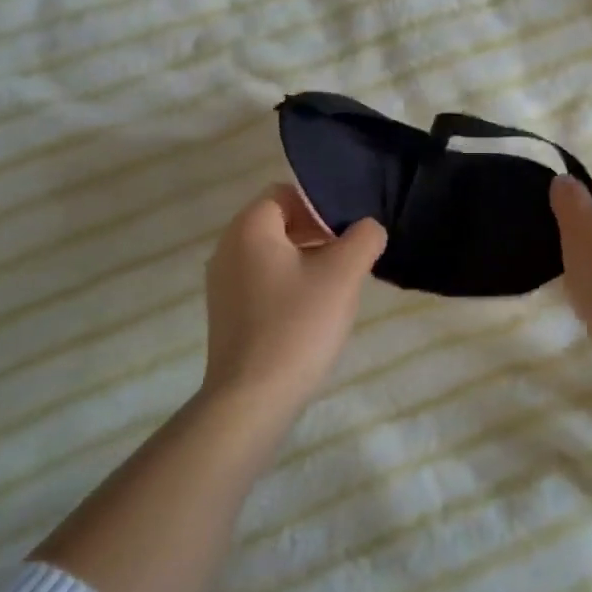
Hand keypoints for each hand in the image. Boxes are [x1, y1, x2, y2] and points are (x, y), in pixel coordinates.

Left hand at [201, 184, 387, 415]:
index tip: (347, 235)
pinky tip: (310, 314)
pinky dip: (287, 285)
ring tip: (334, 288)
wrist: (252, 399)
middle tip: (347, 260)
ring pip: (271, 254)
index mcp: (249, 227)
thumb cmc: (298, 325)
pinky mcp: (226, 313)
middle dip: (316, 234)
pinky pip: (261, 281)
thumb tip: (368, 228)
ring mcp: (222, 282)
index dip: (321, 206)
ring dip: (305, 261)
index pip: (286, 193)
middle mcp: (227, 247)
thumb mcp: (343, 275)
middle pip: (278, 222)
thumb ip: (363, 239)